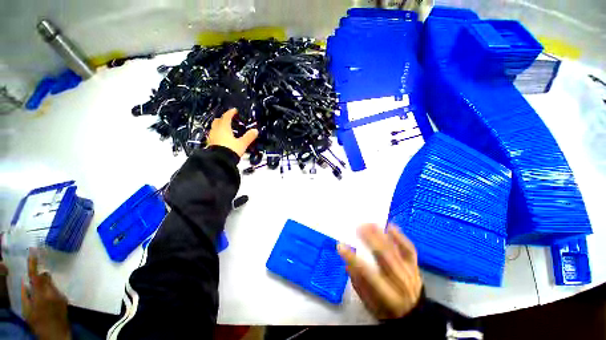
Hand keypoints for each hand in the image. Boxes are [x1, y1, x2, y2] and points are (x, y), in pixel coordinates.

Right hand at [21, 251, 70, 339]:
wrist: (57, 335)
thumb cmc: (38, 324)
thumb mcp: (27, 311)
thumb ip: (26, 295)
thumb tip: (26, 283)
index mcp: (40, 294)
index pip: (36, 275)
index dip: (34, 263)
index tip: (33, 251)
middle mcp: (52, 291)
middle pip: (45, 278)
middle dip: (40, 278)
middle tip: (34, 285)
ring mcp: (60, 295)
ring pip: (51, 284)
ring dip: (45, 286)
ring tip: (41, 298)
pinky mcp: (65, 299)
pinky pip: (56, 291)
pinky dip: (50, 293)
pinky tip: (48, 303)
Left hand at [207, 108, 258, 157]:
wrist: (219, 161)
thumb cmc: (230, 150)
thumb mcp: (242, 143)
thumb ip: (249, 137)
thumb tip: (255, 131)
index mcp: (224, 128)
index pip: (226, 116)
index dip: (230, 112)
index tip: (234, 110)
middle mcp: (216, 130)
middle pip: (218, 120)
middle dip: (223, 118)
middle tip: (229, 119)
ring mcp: (212, 137)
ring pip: (214, 128)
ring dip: (220, 126)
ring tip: (226, 129)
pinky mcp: (210, 144)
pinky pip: (213, 135)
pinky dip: (218, 134)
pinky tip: (222, 138)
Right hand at [338, 224, 421, 319]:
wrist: (416, 315)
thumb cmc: (387, 309)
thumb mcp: (369, 304)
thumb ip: (358, 284)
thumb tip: (348, 263)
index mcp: (387, 295)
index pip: (367, 274)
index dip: (352, 258)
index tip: (340, 245)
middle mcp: (400, 282)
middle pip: (383, 257)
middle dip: (370, 239)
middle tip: (358, 226)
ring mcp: (410, 272)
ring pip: (394, 250)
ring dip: (381, 235)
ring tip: (370, 223)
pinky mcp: (415, 266)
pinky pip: (409, 249)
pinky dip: (400, 237)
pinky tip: (390, 227)